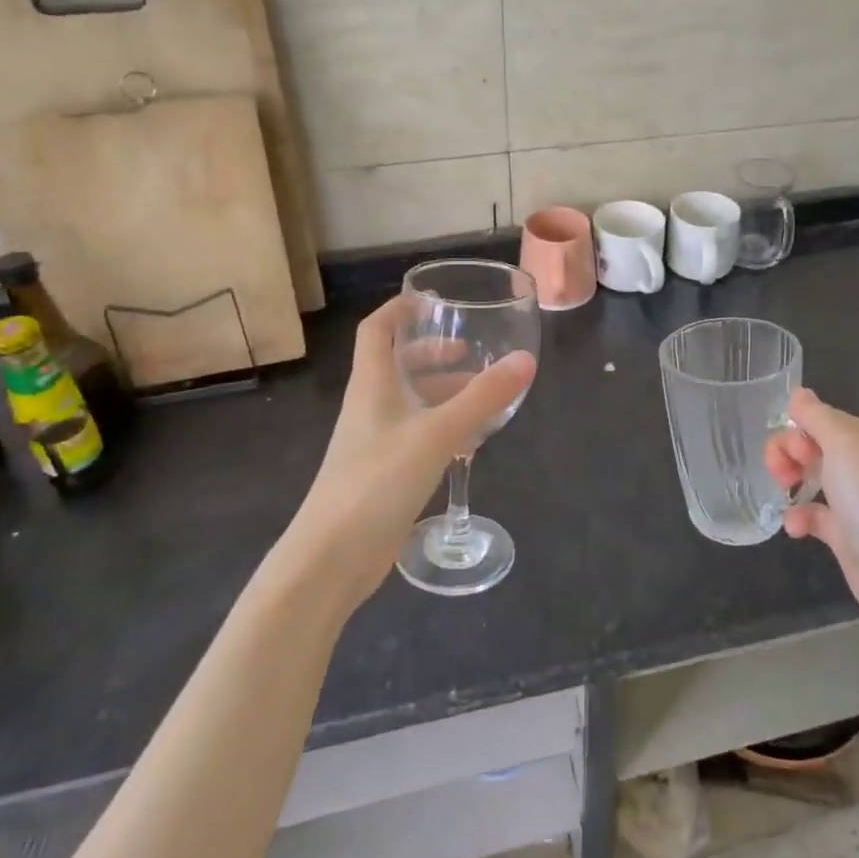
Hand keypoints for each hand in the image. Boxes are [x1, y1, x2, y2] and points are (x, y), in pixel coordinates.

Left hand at [283, 296, 535, 612]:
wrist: (333, 556)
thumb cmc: (378, 479)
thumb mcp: (437, 433)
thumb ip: (482, 398)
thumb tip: (525, 361)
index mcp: (372, 384)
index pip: (376, 330)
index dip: (399, 310)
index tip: (430, 301)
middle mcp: (370, 406)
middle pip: (396, 365)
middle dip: (431, 353)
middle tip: (469, 352)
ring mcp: (374, 442)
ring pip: (409, 402)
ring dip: (441, 391)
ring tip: (480, 394)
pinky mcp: (382, 473)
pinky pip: (415, 435)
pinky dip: (441, 426)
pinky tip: (469, 441)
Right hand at [764, 388, 858, 641]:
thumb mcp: (842, 443)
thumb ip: (816, 415)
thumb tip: (797, 393)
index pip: (815, 419)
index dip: (795, 431)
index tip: (795, 454)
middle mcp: (856, 464)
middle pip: (807, 445)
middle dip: (785, 454)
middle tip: (783, 476)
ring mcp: (850, 499)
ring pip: (805, 477)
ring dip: (787, 482)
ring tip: (784, 497)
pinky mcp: (842, 533)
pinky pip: (810, 514)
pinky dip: (797, 518)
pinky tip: (795, 529)